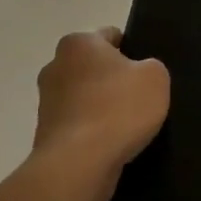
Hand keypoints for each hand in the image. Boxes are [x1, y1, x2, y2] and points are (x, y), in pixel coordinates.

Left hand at [30, 28, 168, 200]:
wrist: (79, 164)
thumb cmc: (118, 109)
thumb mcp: (155, 77)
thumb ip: (150, 66)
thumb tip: (137, 74)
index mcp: (79, 43)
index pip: (110, 36)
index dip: (131, 49)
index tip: (145, 70)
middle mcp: (55, 66)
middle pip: (93, 67)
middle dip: (112, 79)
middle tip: (139, 96)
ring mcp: (46, 102)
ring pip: (84, 96)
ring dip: (101, 106)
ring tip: (127, 125)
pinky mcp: (45, 133)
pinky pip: (78, 124)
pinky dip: (92, 131)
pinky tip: (111, 143)